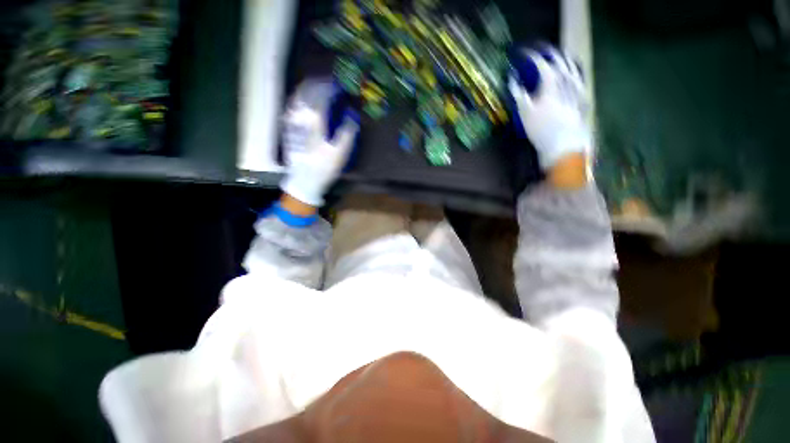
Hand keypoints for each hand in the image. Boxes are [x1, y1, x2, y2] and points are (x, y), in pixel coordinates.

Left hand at [280, 80, 359, 206]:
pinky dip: (300, 98)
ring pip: (297, 97)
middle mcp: (300, 117)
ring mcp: (291, 122)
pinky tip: (305, 100)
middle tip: (329, 83)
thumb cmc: (324, 168)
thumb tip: (352, 115)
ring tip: (318, 87)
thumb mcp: (340, 153)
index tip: (339, 85)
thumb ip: (347, 132)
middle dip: (318, 83)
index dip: (330, 87)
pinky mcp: (288, 128)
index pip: (321, 96)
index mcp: (314, 122)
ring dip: (308, 89)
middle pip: (307, 92)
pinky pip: (292, 106)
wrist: (304, 181)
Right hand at [508, 45, 591, 174]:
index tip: (523, 55)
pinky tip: (571, 74)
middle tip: (539, 53)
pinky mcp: (584, 96)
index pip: (541, 62)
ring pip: (572, 66)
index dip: (531, 57)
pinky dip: (573, 72)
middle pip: (559, 60)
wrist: (564, 144)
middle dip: (548, 54)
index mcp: (551, 81)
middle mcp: (567, 79)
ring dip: (563, 60)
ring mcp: (578, 87)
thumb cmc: (541, 129)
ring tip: (556, 58)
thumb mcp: (524, 112)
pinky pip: (580, 78)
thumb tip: (512, 80)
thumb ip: (518, 93)